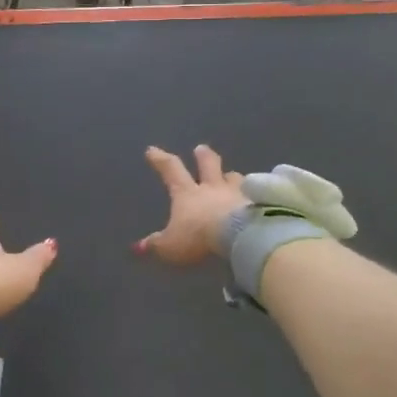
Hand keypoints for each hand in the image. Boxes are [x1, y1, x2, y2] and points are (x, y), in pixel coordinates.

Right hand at [136, 144, 248, 265]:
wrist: (239, 235)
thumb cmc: (199, 237)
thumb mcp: (171, 246)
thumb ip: (156, 245)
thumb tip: (138, 248)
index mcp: (188, 194)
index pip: (171, 170)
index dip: (160, 160)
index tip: (152, 150)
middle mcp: (213, 188)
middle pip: (208, 164)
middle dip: (203, 156)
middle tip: (201, 148)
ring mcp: (238, 193)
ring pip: (234, 178)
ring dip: (231, 176)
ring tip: (232, 176)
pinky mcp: (258, 202)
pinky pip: (255, 194)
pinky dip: (252, 195)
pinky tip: (255, 199)